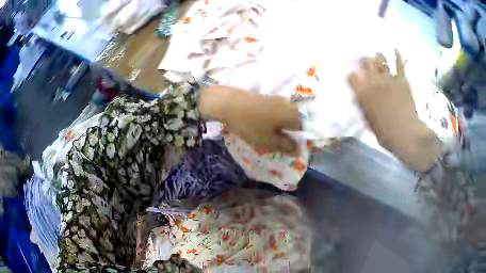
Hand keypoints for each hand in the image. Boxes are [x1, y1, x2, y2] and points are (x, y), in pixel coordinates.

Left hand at [199, 85, 300, 155]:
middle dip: (289, 133)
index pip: (305, 128)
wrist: (228, 102)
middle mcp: (288, 104)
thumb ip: (285, 146)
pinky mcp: (265, 97)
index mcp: (293, 115)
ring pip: (284, 116)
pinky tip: (261, 125)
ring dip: (280, 127)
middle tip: (279, 144)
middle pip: (295, 121)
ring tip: (268, 136)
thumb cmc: (250, 124)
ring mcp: (276, 99)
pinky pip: (275, 111)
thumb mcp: (268, 141)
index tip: (291, 148)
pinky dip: (271, 120)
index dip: (300, 140)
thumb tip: (298, 150)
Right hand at [348, 50, 441, 171]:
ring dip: (378, 57)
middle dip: (364, 61)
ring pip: (380, 58)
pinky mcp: (402, 79)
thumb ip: (363, 105)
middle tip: (366, 62)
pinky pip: (399, 63)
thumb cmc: (385, 133)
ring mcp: (388, 78)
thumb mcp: (368, 120)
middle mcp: (373, 81)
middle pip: (365, 62)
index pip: (352, 76)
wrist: (405, 134)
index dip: (353, 76)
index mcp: (363, 92)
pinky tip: (396, 49)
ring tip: (379, 58)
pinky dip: (398, 55)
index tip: (355, 78)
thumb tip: (359, 96)